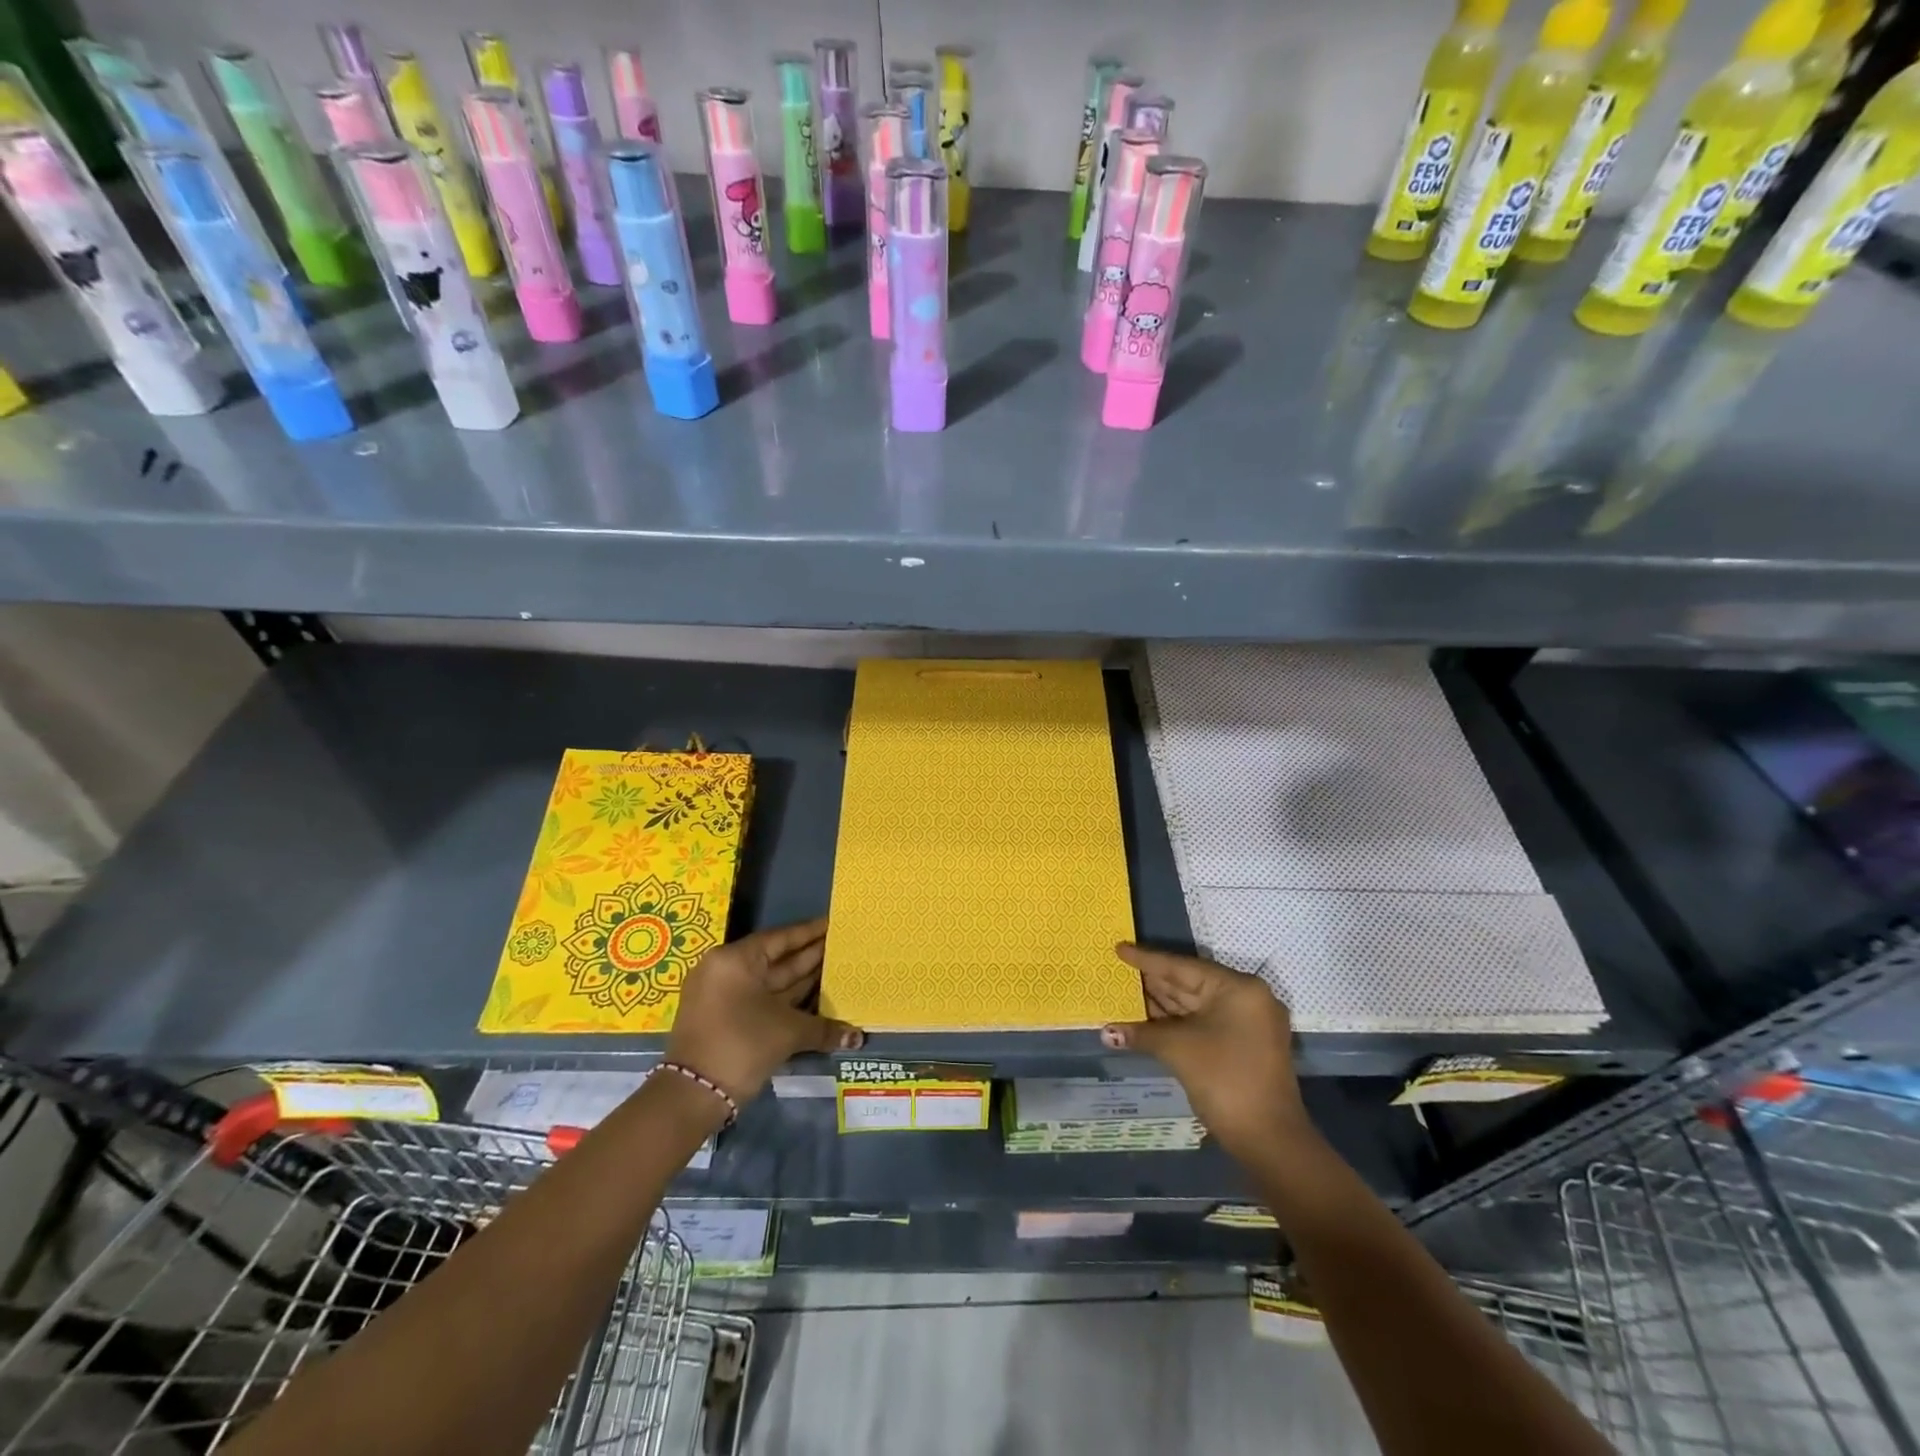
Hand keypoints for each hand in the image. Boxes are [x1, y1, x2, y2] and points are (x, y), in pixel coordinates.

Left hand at [665, 918, 863, 1103]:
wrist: (692, 1096)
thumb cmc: (741, 1045)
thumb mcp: (787, 1032)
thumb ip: (824, 1027)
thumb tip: (857, 1036)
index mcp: (736, 960)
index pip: (781, 938)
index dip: (810, 932)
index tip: (834, 923)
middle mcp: (726, 970)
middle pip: (775, 958)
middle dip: (809, 955)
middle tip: (842, 946)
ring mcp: (722, 995)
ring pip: (769, 981)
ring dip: (800, 978)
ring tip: (835, 968)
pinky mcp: (723, 1017)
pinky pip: (761, 998)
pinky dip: (786, 998)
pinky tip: (814, 997)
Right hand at [1101, 944, 1311, 1160]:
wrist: (1268, 1140)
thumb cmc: (1224, 1079)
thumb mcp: (1178, 1049)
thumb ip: (1142, 1033)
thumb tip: (1106, 1032)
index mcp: (1237, 988)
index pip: (1182, 967)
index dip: (1147, 959)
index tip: (1119, 948)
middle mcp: (1245, 998)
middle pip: (1189, 983)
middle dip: (1153, 982)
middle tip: (1118, 971)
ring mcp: (1246, 1023)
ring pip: (1195, 1005)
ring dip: (1161, 1003)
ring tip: (1125, 992)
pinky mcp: (1242, 1045)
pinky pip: (1202, 1022)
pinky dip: (1175, 1022)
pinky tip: (1146, 1019)